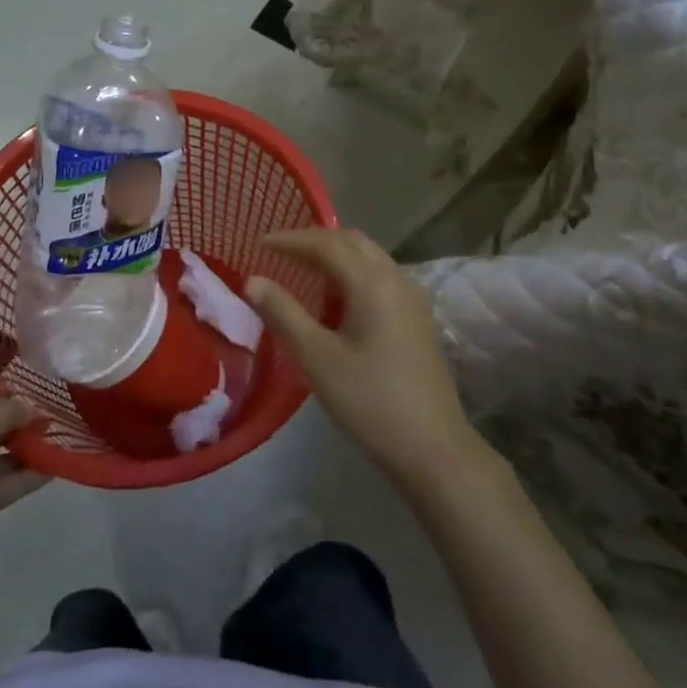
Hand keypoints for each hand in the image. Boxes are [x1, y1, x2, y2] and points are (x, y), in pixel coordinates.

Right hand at [246, 228, 484, 494]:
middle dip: (314, 241)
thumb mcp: (317, 359)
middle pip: (352, 242)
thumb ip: (283, 314)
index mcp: (373, 283)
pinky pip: (380, 277)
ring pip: (369, 258)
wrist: (433, 448)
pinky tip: (335, 300)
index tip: (259, 242)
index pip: (327, 244)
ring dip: (335, 256)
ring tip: (301, 271)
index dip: (290, 239)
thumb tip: (253, 280)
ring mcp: (412, 298)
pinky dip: (352, 274)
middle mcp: (397, 279)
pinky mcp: (417, 318)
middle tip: (279, 252)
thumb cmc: (370, 402)